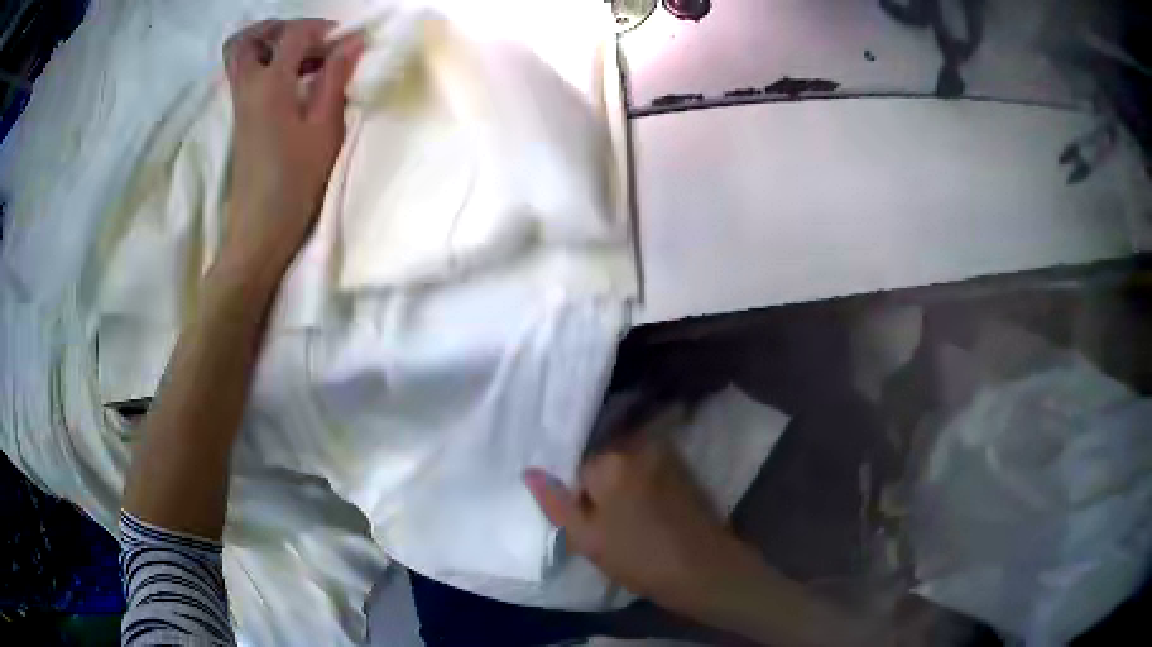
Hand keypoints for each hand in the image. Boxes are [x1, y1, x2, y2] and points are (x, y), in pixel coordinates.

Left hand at [220, 19, 364, 278]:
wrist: (260, 230)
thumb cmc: (295, 181)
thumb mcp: (324, 128)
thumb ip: (334, 78)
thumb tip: (351, 42)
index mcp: (269, 86)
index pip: (291, 35)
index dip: (319, 28)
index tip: (344, 39)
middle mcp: (246, 90)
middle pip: (244, 41)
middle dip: (276, 28)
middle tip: (307, 39)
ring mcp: (239, 107)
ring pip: (241, 59)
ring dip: (271, 47)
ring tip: (306, 60)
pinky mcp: (241, 122)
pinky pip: (247, 78)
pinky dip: (269, 67)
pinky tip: (296, 84)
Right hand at [524, 416, 742, 604]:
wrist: (702, 569)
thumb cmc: (638, 558)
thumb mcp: (587, 539)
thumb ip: (556, 502)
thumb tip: (531, 471)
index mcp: (610, 462)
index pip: (577, 469)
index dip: (580, 497)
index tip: (591, 523)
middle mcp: (639, 448)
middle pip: (604, 462)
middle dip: (602, 486)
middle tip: (610, 523)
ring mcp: (666, 457)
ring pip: (628, 467)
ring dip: (625, 485)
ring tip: (632, 520)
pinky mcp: (684, 470)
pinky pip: (651, 471)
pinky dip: (645, 486)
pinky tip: (651, 514)